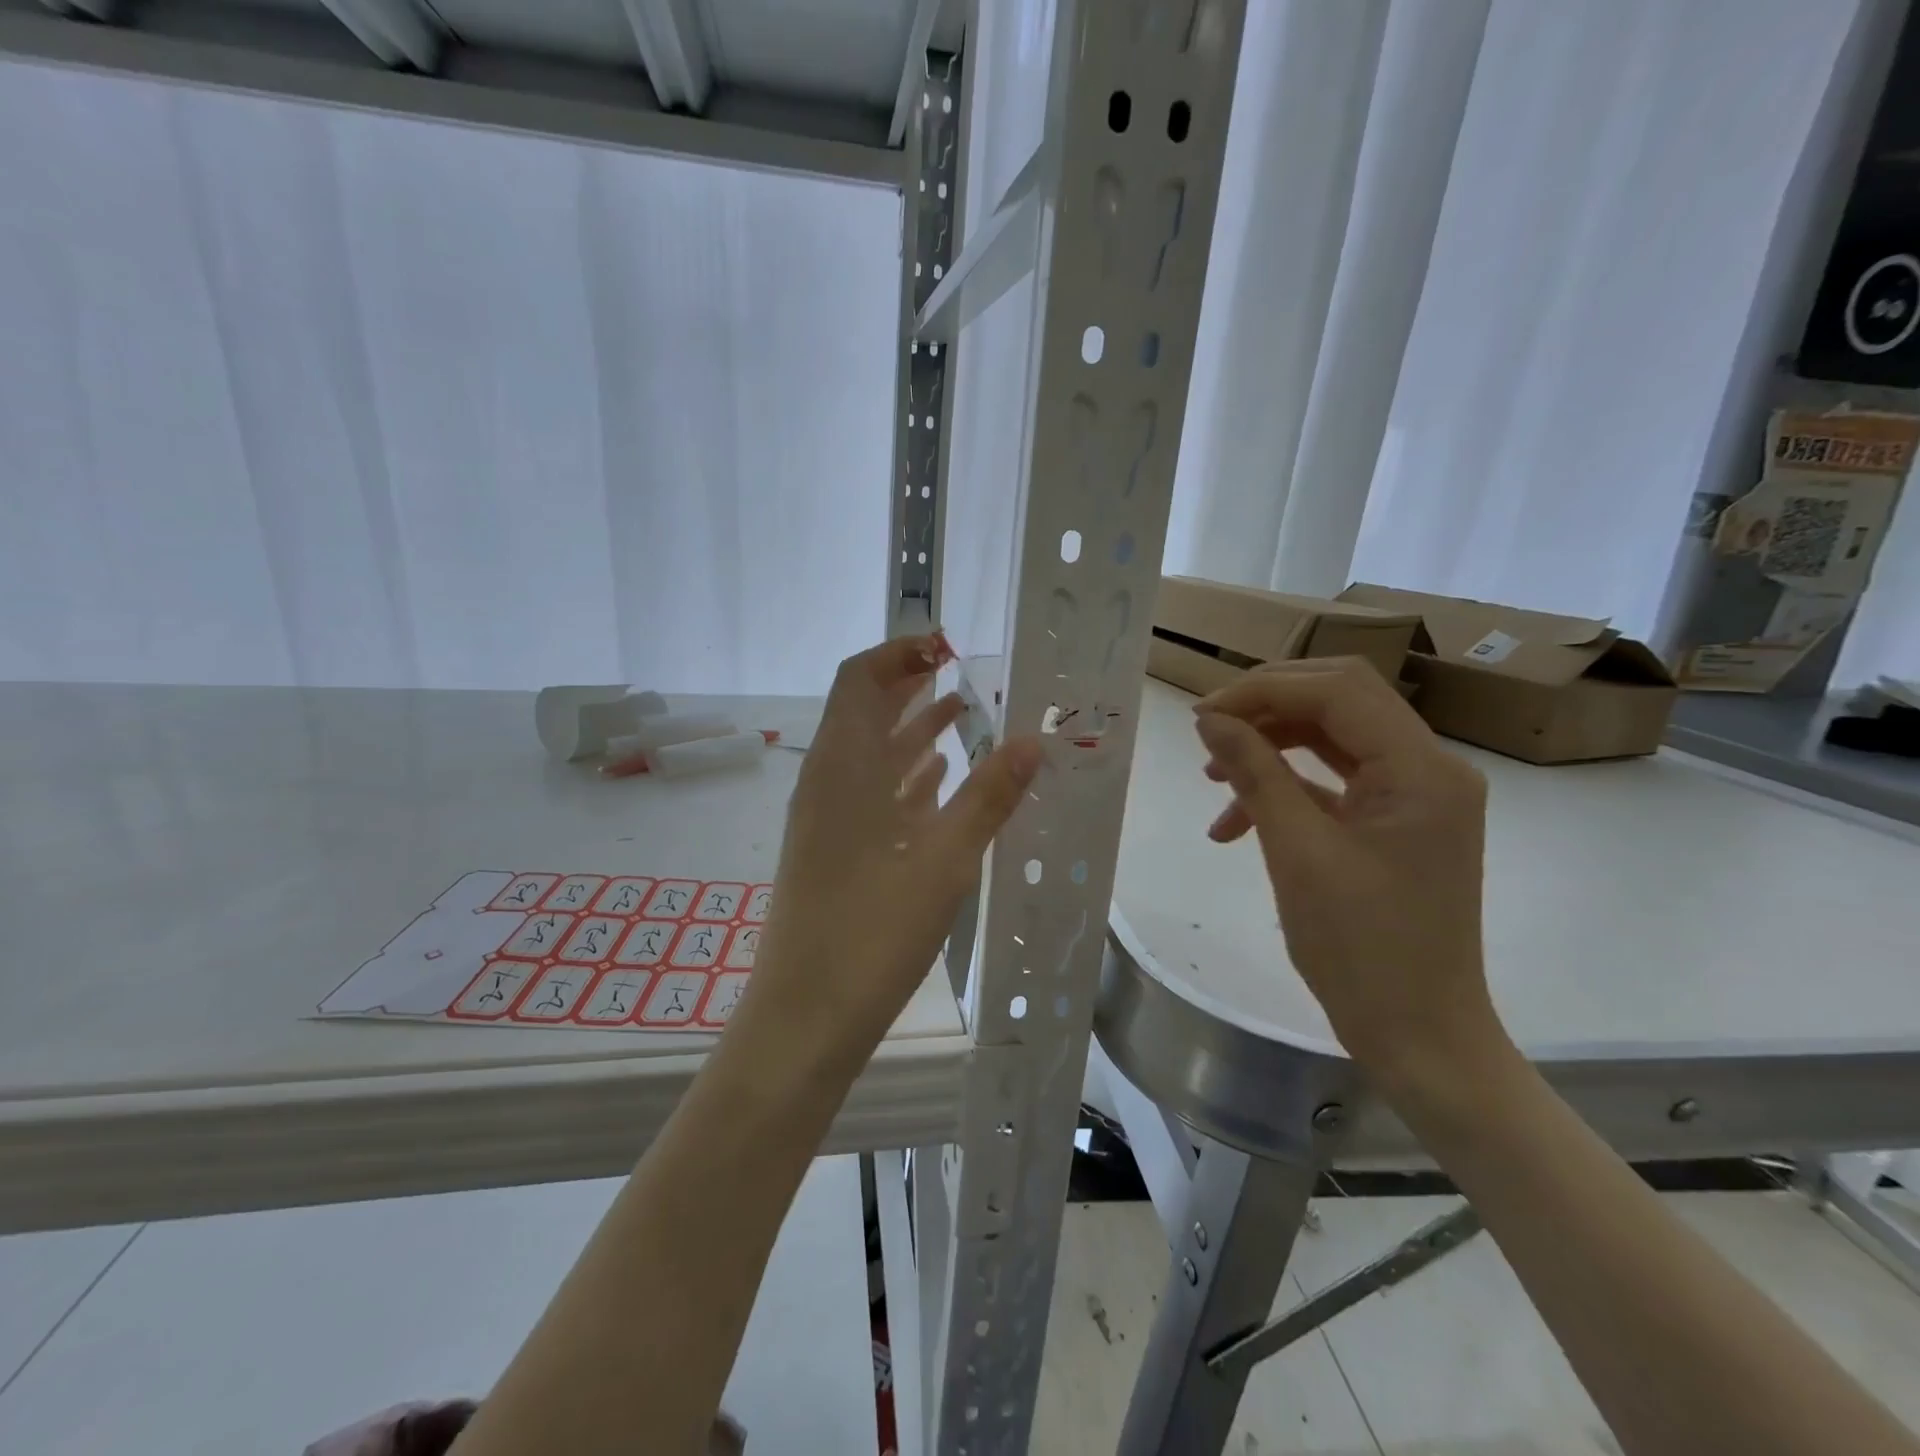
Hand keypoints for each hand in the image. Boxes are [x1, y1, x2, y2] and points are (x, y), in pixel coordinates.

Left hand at [744, 635, 1041, 1058]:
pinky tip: (939, 779)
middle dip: (911, 686)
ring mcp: (826, 816)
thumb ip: (989, 795)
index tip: (949, 647)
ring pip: (870, 753)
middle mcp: (827, 779)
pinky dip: (904, 775)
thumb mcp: (945, 859)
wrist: (807, 1015)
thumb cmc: (873, 930)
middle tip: (964, 674)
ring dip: (911, 729)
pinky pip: (869, 792)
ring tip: (964, 716)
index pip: (861, 677)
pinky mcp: (833, 848)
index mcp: (843, 764)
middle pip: (864, 709)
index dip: (901, 653)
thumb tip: (1033, 740)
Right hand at [1192, 659, 1505, 1086]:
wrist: (1419, 1037)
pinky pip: (1336, 782)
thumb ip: (1255, 773)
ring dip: (1270, 748)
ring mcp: (1416, 797)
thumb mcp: (1297, 852)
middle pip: (1339, 703)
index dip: (1264, 690)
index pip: (1338, 691)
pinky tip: (1237, 822)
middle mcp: (1429, 769)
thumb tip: (1209, 719)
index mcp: (1421, 770)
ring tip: (1213, 777)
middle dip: (1266, 709)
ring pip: (1333, 739)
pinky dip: (1286, 788)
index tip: (1202, 715)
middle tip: (1207, 730)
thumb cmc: (1361, 948)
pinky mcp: (1396, 824)